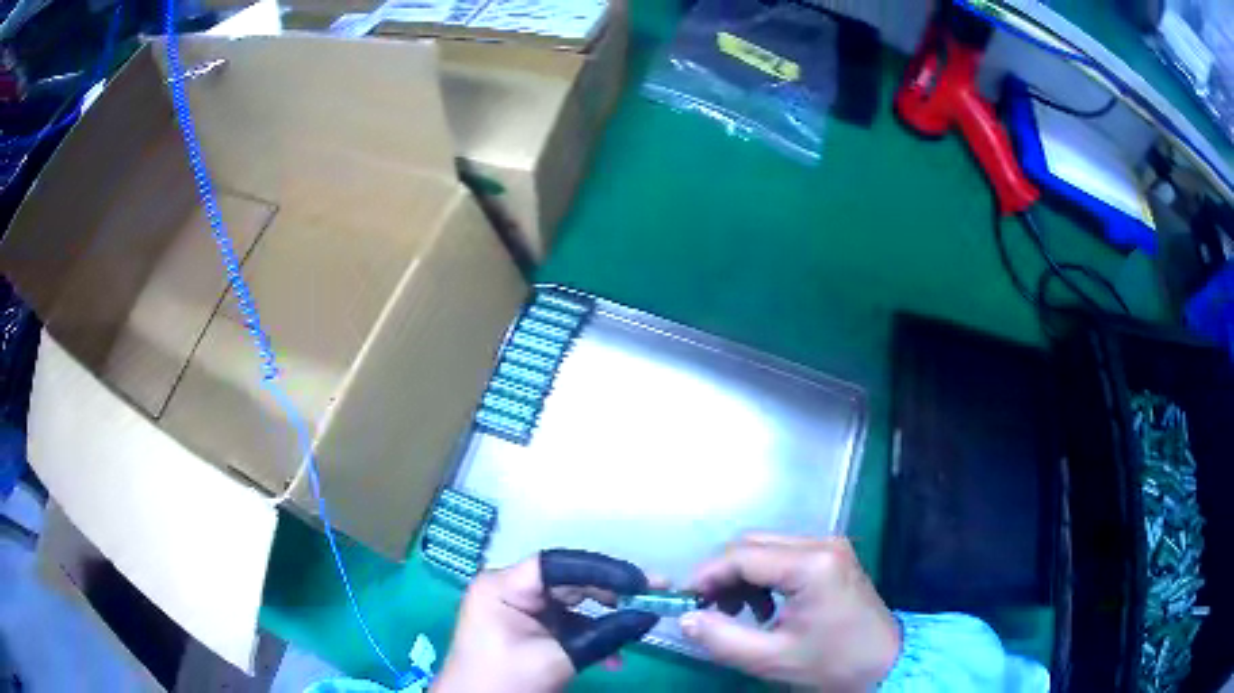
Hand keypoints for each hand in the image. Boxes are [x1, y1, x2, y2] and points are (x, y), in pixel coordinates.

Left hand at [434, 550, 659, 692]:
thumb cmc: (505, 682)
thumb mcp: (558, 659)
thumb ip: (604, 635)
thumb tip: (649, 615)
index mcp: (502, 586)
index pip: (558, 564)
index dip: (603, 569)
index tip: (642, 581)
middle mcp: (508, 588)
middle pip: (568, 580)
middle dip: (612, 592)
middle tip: (654, 595)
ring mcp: (517, 608)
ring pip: (571, 602)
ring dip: (605, 618)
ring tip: (641, 623)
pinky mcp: (527, 627)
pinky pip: (565, 622)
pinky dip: (590, 635)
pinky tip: (615, 657)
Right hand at [681, 534, 900, 691]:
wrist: (885, 664)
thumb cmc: (832, 664)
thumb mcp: (771, 659)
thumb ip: (721, 638)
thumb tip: (685, 619)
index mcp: (810, 565)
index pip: (741, 556)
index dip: (705, 577)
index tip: (683, 602)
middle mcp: (821, 543)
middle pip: (752, 544)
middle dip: (722, 575)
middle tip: (706, 609)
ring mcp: (830, 546)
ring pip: (766, 547)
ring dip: (741, 576)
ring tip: (735, 613)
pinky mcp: (833, 556)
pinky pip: (784, 555)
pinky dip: (763, 577)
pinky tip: (763, 608)